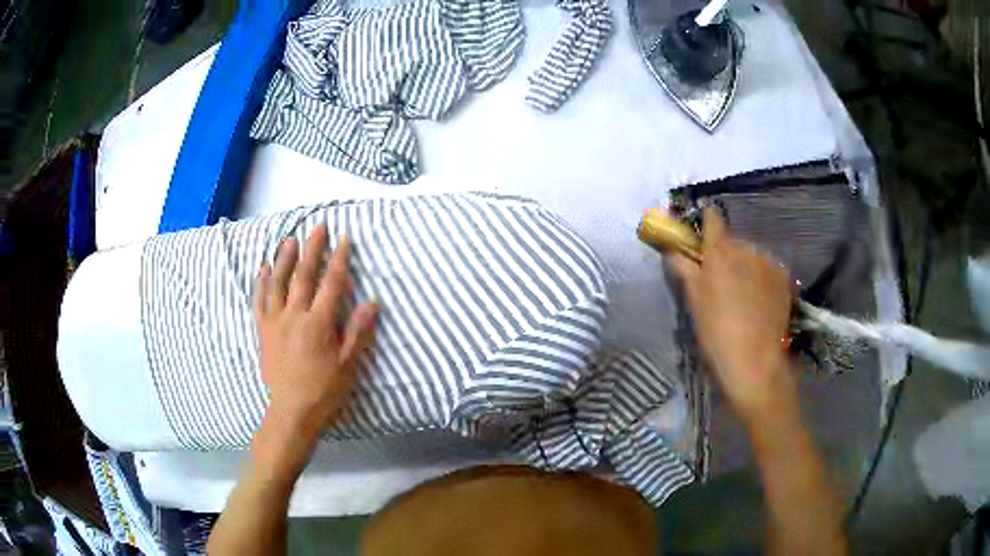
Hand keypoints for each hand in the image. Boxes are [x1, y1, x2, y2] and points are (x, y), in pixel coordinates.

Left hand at [253, 226, 377, 444]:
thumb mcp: (348, 365)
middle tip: (318, 227)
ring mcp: (275, 321)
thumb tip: (372, 302)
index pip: (331, 284)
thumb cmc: (324, 390)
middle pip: (303, 276)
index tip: (344, 239)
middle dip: (312, 249)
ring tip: (290, 239)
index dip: (339, 260)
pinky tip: (263, 268)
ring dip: (284, 259)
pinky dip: (261, 282)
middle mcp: (294, 315)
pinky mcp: (262, 329)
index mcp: (318, 324)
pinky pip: (259, 300)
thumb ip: (357, 332)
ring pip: (278, 283)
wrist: (291, 411)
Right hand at [670, 208, 796, 423]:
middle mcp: (746, 248)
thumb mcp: (693, 301)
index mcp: (720, 251)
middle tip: (721, 283)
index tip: (701, 236)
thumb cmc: (717, 331)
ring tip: (744, 297)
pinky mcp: (784, 277)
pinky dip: (762, 278)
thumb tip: (671, 248)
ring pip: (752, 256)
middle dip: (726, 255)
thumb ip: (683, 268)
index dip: (705, 222)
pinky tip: (760, 301)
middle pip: (733, 242)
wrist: (755, 361)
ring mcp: (768, 262)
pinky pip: (768, 269)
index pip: (712, 218)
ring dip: (745, 267)